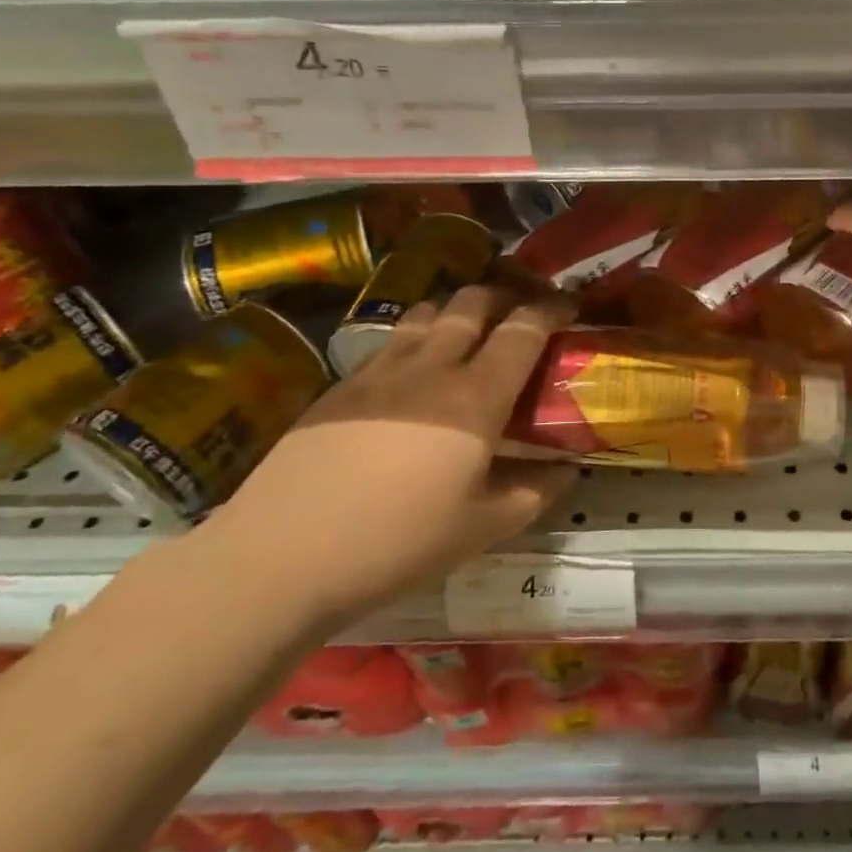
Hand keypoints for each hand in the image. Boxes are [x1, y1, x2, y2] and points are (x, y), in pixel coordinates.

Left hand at [211, 285, 577, 627]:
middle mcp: (432, 367)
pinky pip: (391, 340)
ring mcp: (381, 372)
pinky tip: (413, 369)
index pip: (523, 329)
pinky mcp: (341, 386)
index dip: (552, 309)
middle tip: (521, 311)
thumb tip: (567, 470)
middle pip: (472, 303)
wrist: (280, 556)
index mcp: (476, 396)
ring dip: (456, 309)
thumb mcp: (483, 528)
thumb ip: (535, 492)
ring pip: (427, 312)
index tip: (570, 307)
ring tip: (468, 328)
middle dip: (505, 296)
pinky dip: (417, 335)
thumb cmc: (397, 542)